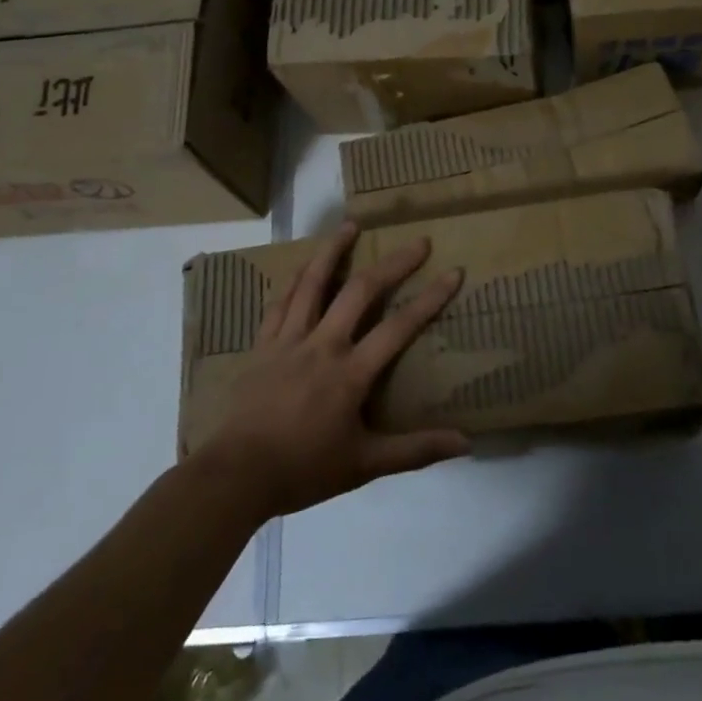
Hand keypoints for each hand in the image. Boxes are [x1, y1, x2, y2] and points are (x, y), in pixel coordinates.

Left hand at [197, 223, 469, 519]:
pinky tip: (302, 265)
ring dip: (333, 251)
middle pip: (361, 292)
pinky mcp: (263, 345)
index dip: (430, 299)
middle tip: (417, 242)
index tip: (453, 272)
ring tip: (350, 225)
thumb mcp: (365, 465)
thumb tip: (465, 443)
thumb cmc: (303, 470)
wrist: (236, 475)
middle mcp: (323, 345)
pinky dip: (294, 279)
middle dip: (393, 264)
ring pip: (313, 284)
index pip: (399, 327)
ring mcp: (289, 340)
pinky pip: (280, 303)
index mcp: (350, 373)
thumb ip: (415, 451)